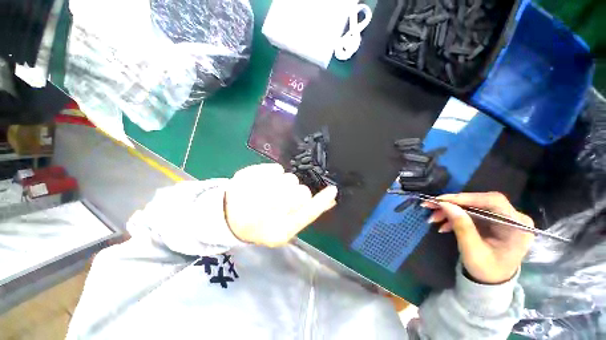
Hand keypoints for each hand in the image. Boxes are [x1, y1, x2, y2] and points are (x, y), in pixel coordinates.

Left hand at [224, 164, 337, 246]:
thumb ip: (308, 212)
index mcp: (279, 231)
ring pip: (289, 178)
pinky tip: (262, 182)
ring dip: (285, 183)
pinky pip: (275, 168)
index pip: (308, 213)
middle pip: (301, 192)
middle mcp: (268, 214)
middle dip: (297, 192)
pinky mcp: (247, 177)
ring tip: (271, 190)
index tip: (332, 189)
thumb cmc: (262, 224)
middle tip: (285, 196)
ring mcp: (255, 194)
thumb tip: (331, 199)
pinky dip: (273, 173)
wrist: (230, 217)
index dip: (322, 201)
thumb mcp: (286, 227)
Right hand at [423, 192, 534, 283]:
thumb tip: (445, 204)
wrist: (491, 281)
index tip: (441, 200)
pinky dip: (454, 216)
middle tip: (431, 205)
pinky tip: (443, 224)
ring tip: (433, 218)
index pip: (493, 201)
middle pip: (480, 201)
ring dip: (451, 210)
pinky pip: (470, 213)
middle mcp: (512, 217)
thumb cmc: (487, 270)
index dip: (466, 198)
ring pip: (472, 206)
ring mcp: (502, 218)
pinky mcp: (491, 220)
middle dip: (454, 204)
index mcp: (517, 225)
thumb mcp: (473, 251)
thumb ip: (462, 227)